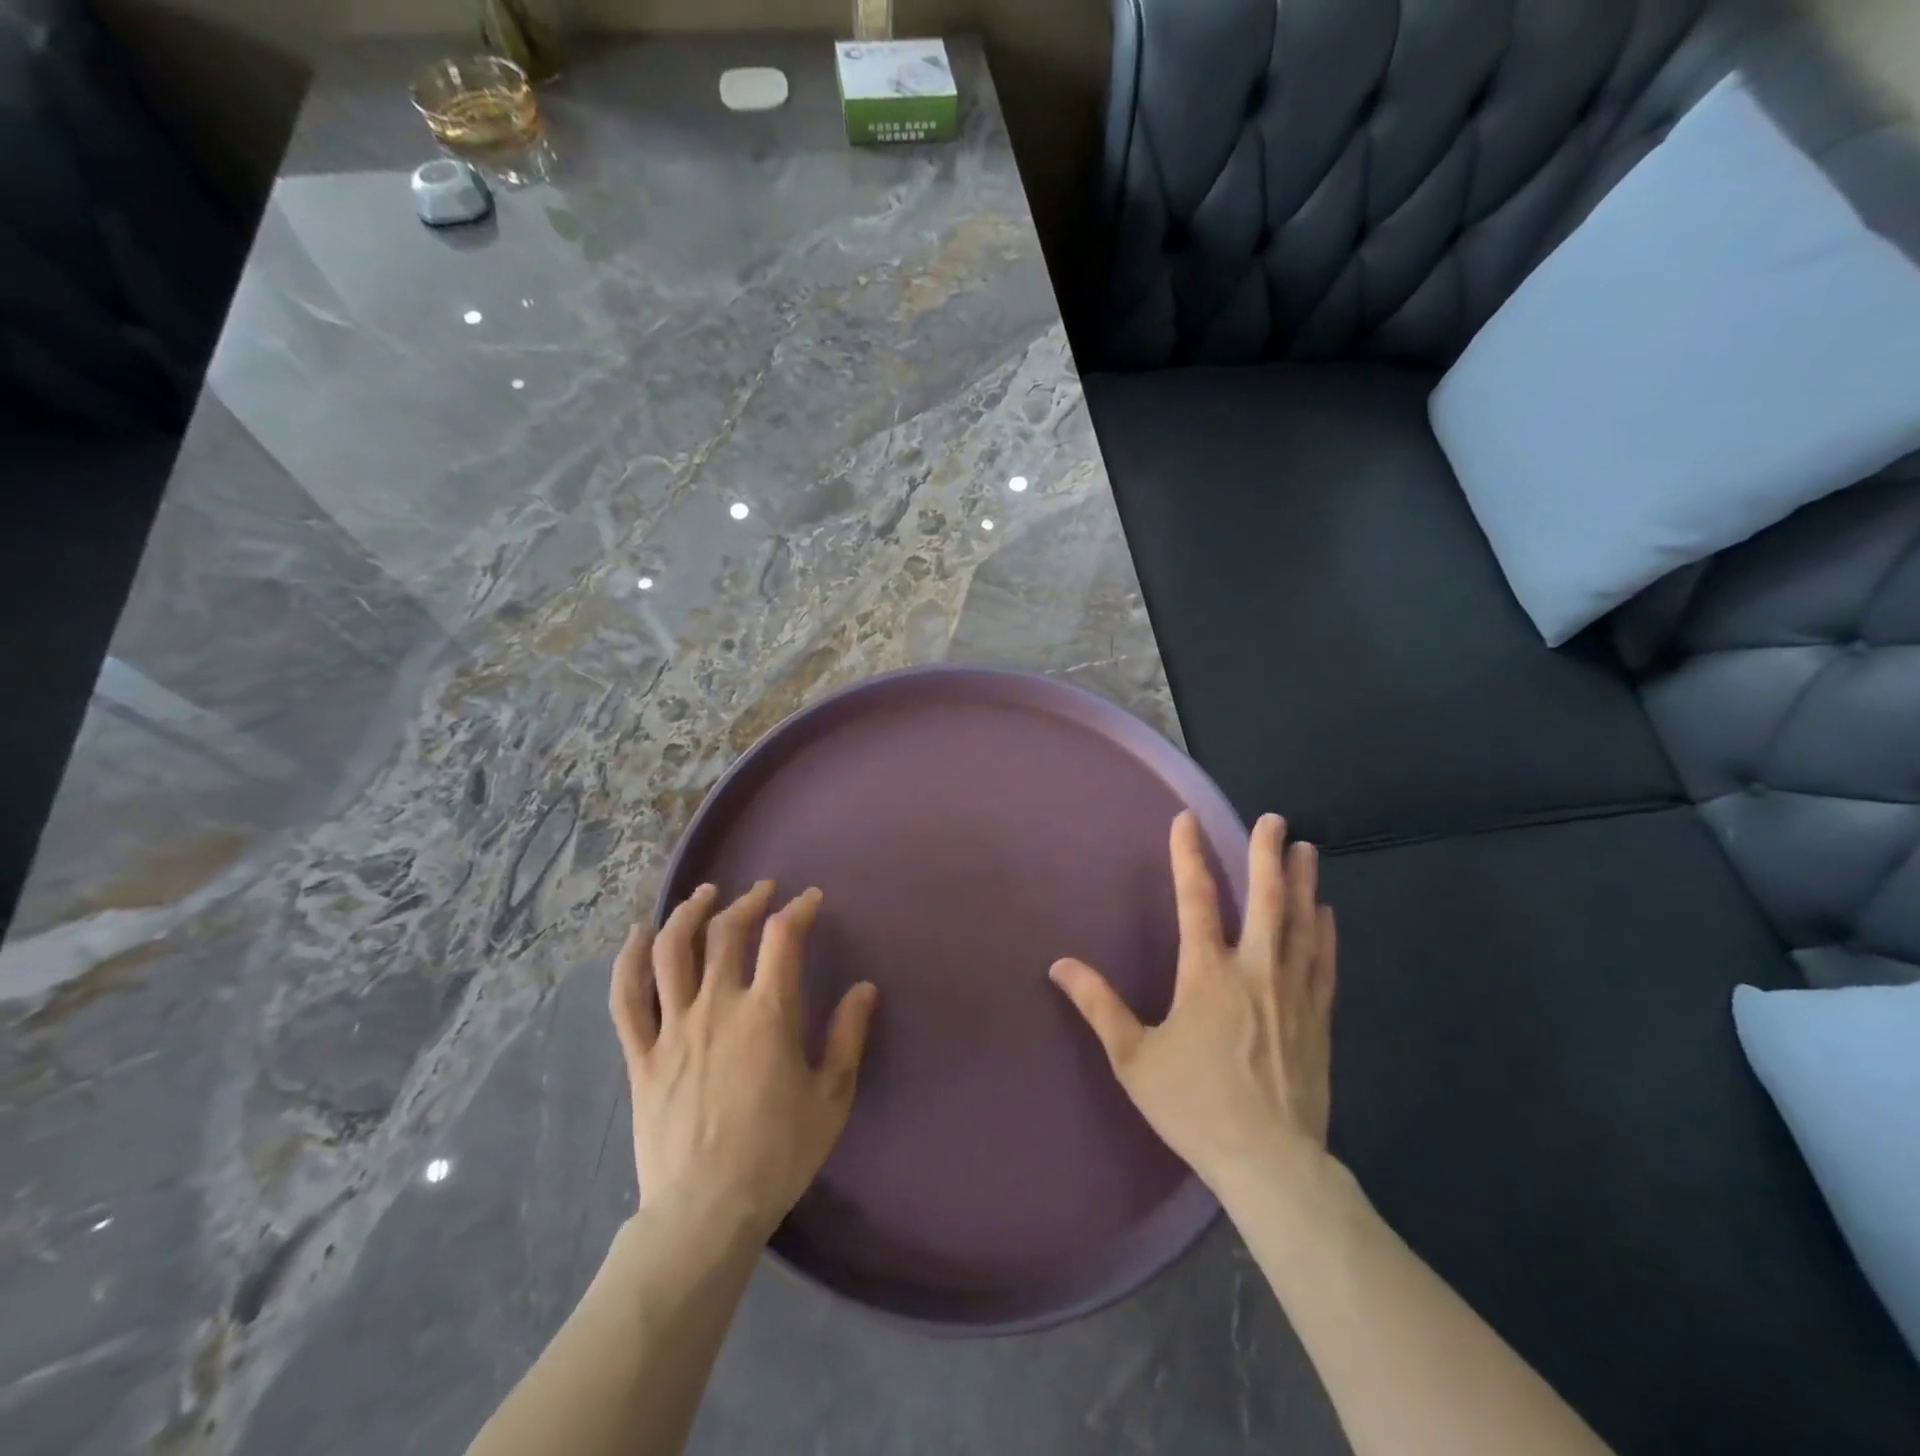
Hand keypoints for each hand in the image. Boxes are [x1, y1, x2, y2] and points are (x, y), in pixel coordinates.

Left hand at [609, 881, 879, 1239]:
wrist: (705, 1212)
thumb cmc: (777, 1154)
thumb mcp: (831, 1098)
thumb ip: (848, 1036)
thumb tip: (864, 988)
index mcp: (767, 1015)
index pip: (783, 938)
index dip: (798, 909)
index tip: (810, 900)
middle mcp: (717, 1007)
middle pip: (726, 933)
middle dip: (748, 902)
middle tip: (763, 892)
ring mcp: (672, 1029)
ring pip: (672, 951)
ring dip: (688, 914)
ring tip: (704, 895)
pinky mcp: (641, 1055)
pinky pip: (627, 998)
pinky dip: (630, 960)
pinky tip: (639, 935)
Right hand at [1050, 812, 1335, 1195]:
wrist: (1270, 1163)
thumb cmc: (1195, 1106)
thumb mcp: (1133, 1058)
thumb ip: (1098, 1006)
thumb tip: (1060, 964)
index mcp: (1207, 974)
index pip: (1196, 900)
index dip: (1189, 856)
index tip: (1186, 821)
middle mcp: (1255, 971)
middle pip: (1266, 900)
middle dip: (1267, 855)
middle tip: (1274, 819)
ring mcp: (1293, 993)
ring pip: (1302, 924)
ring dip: (1302, 882)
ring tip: (1307, 848)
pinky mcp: (1318, 1018)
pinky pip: (1323, 962)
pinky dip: (1325, 932)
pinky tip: (1326, 913)